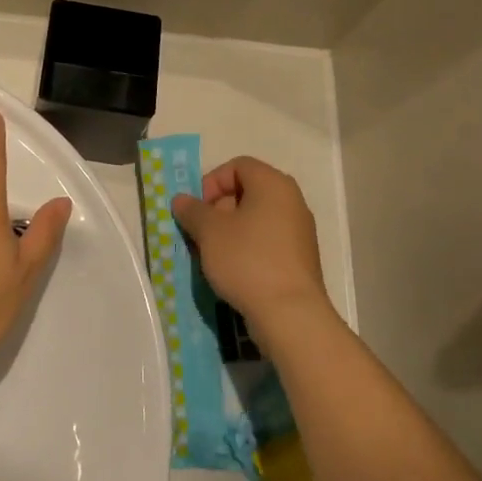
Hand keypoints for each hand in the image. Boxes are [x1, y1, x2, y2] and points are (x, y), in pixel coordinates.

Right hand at [171, 157, 329, 348]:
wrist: (290, 314)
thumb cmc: (247, 260)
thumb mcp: (209, 232)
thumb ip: (192, 210)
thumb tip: (181, 200)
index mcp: (273, 184)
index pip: (238, 166)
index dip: (212, 181)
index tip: (198, 209)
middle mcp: (291, 201)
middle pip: (247, 192)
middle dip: (218, 209)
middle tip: (200, 233)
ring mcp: (299, 231)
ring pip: (256, 219)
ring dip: (229, 232)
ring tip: (211, 255)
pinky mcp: (300, 259)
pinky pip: (267, 241)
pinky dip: (247, 248)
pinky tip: (232, 271)